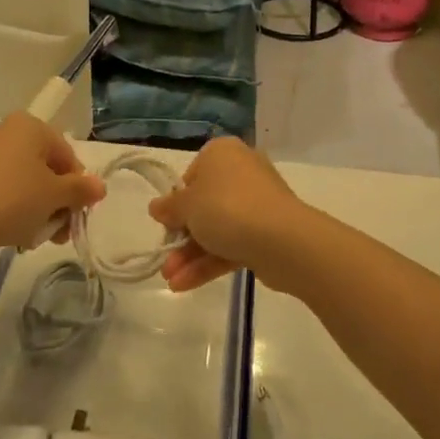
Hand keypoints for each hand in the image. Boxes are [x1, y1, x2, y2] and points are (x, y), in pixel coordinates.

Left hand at [0, 114, 104, 262]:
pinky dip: (13, 207)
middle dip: (56, 202)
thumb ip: (81, 190)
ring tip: (36, 239)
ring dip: (37, 209)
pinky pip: (1, 188)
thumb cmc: (12, 200)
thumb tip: (99, 187)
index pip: (67, 155)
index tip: (76, 216)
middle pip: (45, 168)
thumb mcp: (54, 196)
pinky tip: (14, 233)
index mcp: (29, 126)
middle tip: (59, 233)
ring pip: (23, 181)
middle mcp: (5, 131)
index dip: (77, 187)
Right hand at [148, 138, 310, 292]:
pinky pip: (232, 244)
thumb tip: (156, 207)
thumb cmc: (226, 208)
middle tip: (165, 258)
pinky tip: (184, 284)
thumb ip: (169, 208)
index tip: (167, 221)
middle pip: (204, 205)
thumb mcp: (187, 205)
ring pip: (217, 229)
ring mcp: (256, 204)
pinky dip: (209, 263)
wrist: (283, 240)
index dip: (177, 200)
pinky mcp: (266, 233)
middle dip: (182, 237)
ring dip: (191, 255)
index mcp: (222, 154)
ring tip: (170, 280)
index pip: (192, 174)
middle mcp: (241, 173)